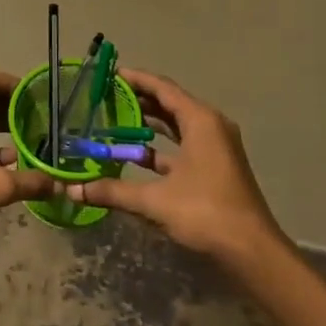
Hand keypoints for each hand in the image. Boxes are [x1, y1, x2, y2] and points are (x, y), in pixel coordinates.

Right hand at [69, 69, 285, 264]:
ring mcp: (216, 147)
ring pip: (178, 125)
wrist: (252, 251)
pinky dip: (162, 147)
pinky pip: (184, 145)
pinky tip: (137, 156)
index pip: (162, 88)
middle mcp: (211, 126)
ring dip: (150, 123)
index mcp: (200, 120)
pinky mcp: (216, 167)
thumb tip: (73, 189)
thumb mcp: (155, 199)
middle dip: (139, 100)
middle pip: (170, 103)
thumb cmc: (205, 212)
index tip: (110, 74)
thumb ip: (113, 191)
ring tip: (116, 121)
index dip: (136, 79)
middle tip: (106, 98)